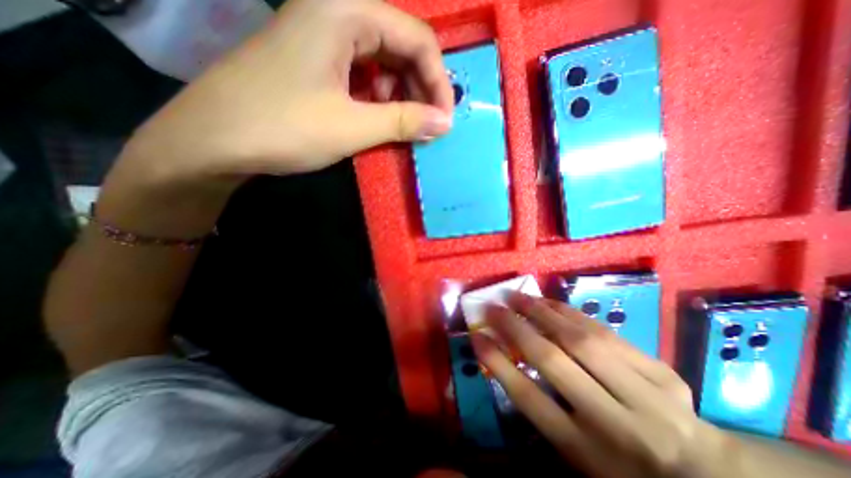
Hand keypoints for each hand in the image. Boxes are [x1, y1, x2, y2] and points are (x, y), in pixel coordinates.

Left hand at [98, 0, 455, 234]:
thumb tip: (444, 123)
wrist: (213, 141)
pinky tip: (378, 117)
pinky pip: (363, 73)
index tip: (445, 119)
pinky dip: (379, 97)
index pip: (416, 38)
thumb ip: (403, 121)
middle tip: (427, 125)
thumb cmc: (284, 128)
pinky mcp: (315, 61)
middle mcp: (335, 12)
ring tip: (403, 125)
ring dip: (401, 94)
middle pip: (401, 46)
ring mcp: (323, 37)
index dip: (438, 81)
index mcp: (344, 12)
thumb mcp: (352, 126)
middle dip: (421, 88)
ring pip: (383, 61)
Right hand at [472, 296, 738, 476]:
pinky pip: (604, 332)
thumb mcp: (576, 453)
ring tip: (518, 297)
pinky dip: (570, 312)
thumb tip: (507, 359)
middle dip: (515, 327)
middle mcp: (614, 423)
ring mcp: (645, 395)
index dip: (497, 363)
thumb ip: (543, 407)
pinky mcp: (662, 372)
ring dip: (541, 312)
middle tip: (493, 307)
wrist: (706, 475)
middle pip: (553, 361)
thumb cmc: (622, 466)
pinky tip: (550, 302)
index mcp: (587, 451)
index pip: (529, 398)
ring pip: (580, 339)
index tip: (476, 336)